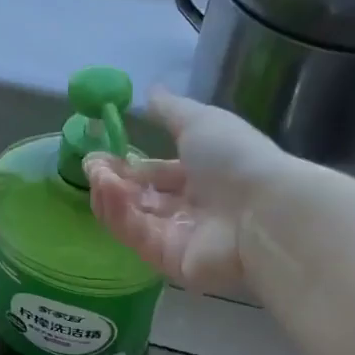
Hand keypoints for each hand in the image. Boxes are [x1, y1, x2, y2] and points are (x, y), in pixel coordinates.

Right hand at [85, 90, 296, 291]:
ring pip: (132, 218)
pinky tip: (108, 190)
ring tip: (98, 175)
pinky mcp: (169, 262)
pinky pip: (137, 236)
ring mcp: (178, 237)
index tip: (99, 154)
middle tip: (91, 166)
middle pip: (139, 198)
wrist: (264, 212)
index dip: (127, 165)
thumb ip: (170, 110)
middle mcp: (189, 208)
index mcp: (200, 175)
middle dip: (112, 180)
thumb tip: (149, 92)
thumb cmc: (235, 159)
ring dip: (110, 195)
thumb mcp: (201, 121)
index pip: (155, 174)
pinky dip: (119, 213)